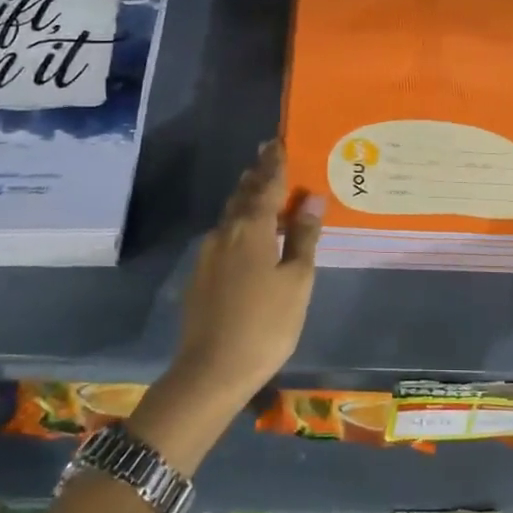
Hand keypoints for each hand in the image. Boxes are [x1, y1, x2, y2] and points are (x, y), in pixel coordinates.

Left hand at [172, 140, 323, 400]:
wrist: (211, 371)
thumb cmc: (266, 325)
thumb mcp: (297, 281)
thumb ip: (304, 237)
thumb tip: (312, 198)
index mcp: (252, 228)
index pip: (266, 185)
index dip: (274, 163)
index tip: (277, 142)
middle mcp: (225, 232)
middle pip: (242, 194)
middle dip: (256, 175)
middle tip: (268, 157)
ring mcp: (208, 254)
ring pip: (230, 215)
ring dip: (245, 198)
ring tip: (259, 189)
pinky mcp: (199, 275)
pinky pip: (224, 236)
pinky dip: (238, 224)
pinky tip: (247, 235)